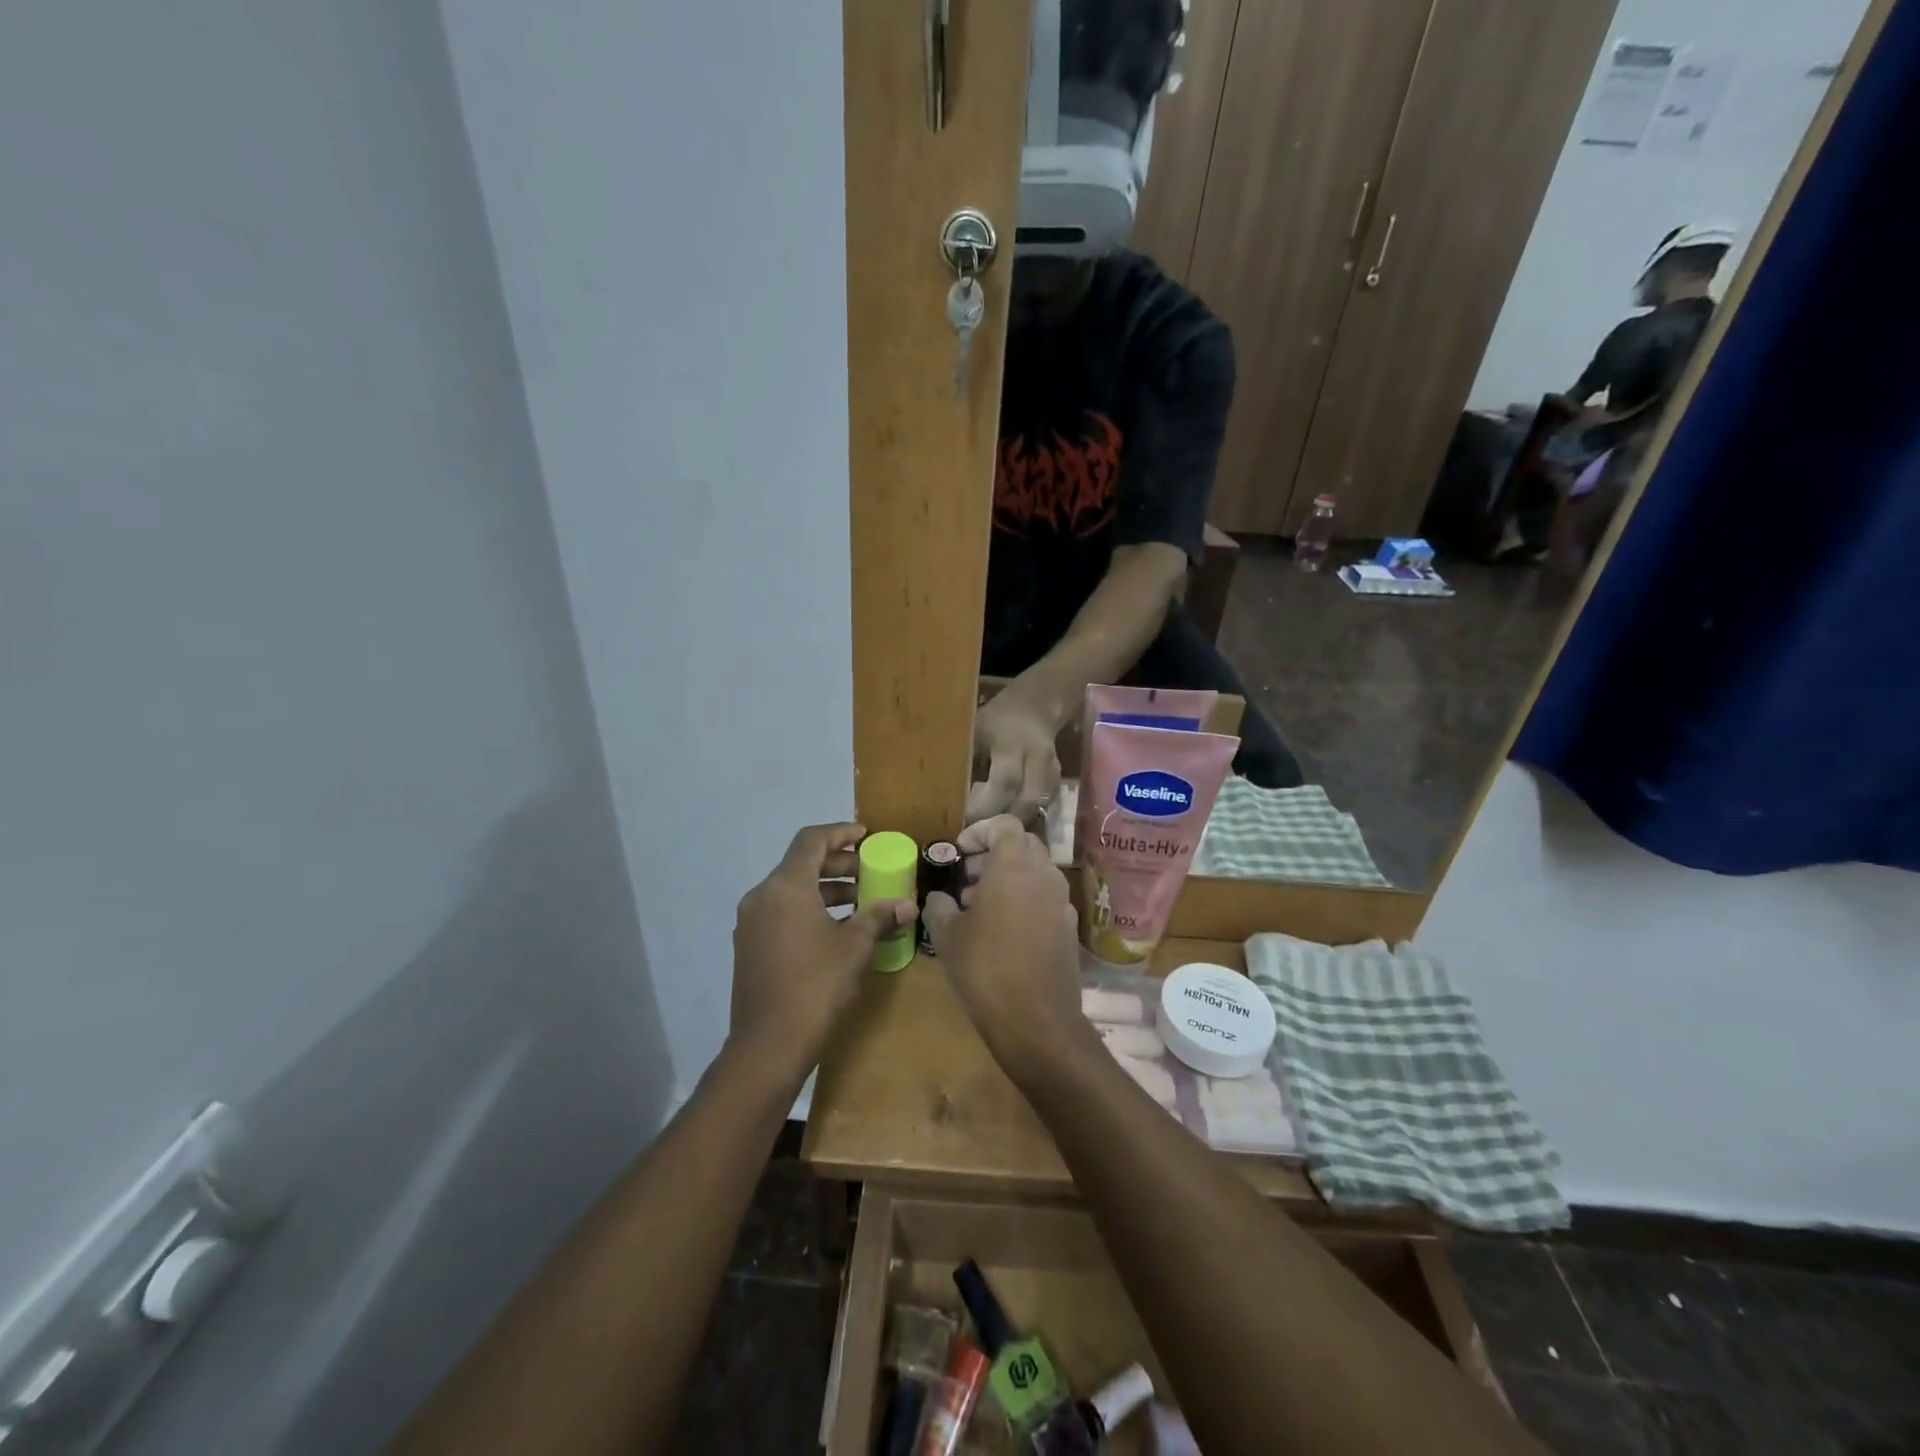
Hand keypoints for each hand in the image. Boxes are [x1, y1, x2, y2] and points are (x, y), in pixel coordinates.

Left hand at [729, 823, 915, 1084]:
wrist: (768, 1046)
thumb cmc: (815, 986)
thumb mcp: (855, 947)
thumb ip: (879, 917)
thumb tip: (907, 904)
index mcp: (786, 887)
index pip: (811, 840)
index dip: (840, 833)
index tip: (866, 836)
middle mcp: (762, 896)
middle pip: (801, 864)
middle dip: (837, 864)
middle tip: (869, 871)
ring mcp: (752, 923)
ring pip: (791, 890)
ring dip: (825, 889)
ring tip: (859, 901)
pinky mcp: (750, 946)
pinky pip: (782, 912)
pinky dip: (809, 909)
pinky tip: (836, 929)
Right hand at [922, 816, 1094, 1084]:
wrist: (1037, 1021)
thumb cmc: (985, 968)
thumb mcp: (947, 935)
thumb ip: (939, 906)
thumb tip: (939, 898)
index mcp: (1014, 865)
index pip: (1003, 825)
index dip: (978, 832)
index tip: (958, 853)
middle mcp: (1044, 874)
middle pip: (1022, 845)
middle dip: (992, 855)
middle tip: (965, 878)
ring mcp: (1062, 900)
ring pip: (1035, 872)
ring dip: (1008, 878)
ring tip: (978, 906)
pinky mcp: (1070, 927)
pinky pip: (1045, 898)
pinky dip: (1024, 899)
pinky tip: (1003, 930)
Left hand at [969, 689, 1061, 825]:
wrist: (1036, 707)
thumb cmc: (997, 717)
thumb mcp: (976, 729)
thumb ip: (967, 759)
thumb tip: (946, 794)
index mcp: (1013, 743)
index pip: (1005, 782)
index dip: (987, 806)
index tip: (967, 820)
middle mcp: (1038, 759)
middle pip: (1027, 802)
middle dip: (1004, 822)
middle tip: (981, 835)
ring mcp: (1052, 771)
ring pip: (1038, 808)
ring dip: (1016, 823)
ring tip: (993, 831)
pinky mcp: (1057, 781)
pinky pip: (1044, 807)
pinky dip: (1026, 817)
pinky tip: (1008, 821)